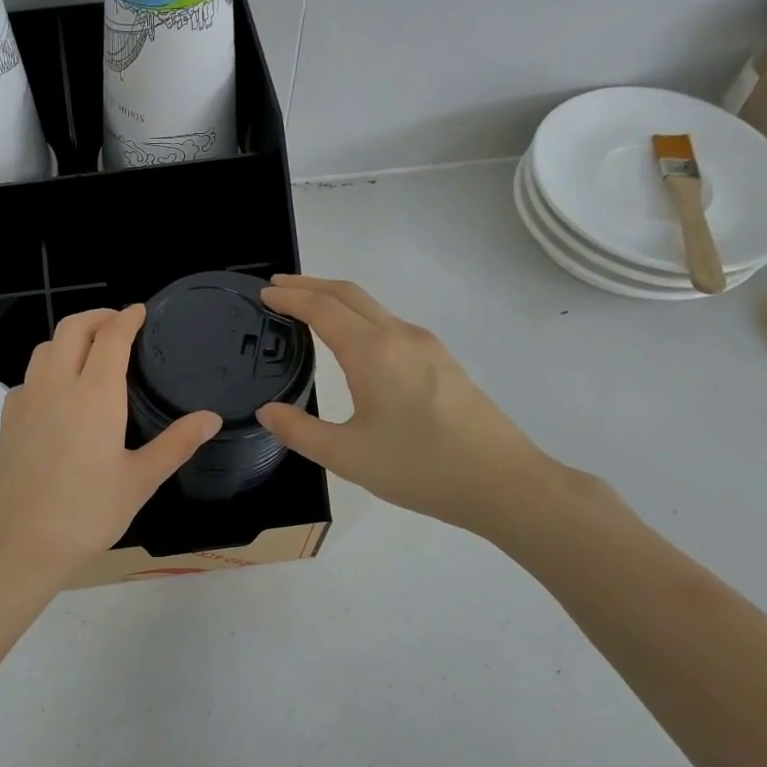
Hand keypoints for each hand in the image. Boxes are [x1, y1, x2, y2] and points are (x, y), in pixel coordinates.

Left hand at [0, 306, 220, 584]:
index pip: (111, 337)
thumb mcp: (140, 481)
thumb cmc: (87, 514)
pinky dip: (48, 367)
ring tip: (90, 352)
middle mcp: (56, 386)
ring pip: (45, 348)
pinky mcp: (7, 421)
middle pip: (72, 328)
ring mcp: (25, 401)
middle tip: (119, 325)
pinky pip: (28, 377)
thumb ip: (176, 444)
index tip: (141, 311)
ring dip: (70, 338)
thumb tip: (211, 418)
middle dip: (97, 316)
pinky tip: (59, 394)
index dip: (127, 318)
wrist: (18, 545)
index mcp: (94, 395)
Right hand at [255, 275, 561, 537]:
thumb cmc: (419, 468)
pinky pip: (391, 324)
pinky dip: (360, 317)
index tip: (264, 294)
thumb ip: (299, 431)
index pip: (323, 309)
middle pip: (349, 294)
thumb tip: (268, 411)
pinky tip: (353, 341)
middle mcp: (400, 336)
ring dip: (336, 299)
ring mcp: (427, 346)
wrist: (502, 481)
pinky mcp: (443, 361)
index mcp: (373, 352)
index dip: (290, 298)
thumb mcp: (347, 456)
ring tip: (308, 309)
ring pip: (373, 307)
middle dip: (310, 285)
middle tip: (278, 288)